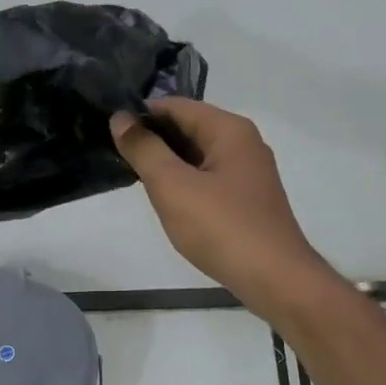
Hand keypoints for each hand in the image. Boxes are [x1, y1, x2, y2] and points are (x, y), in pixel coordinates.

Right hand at [110, 99, 336, 320]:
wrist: (274, 278)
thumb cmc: (221, 227)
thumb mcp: (172, 186)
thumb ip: (144, 149)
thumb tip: (120, 118)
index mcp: (229, 130)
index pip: (176, 106)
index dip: (141, 116)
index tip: (111, 134)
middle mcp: (244, 144)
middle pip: (189, 128)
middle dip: (154, 141)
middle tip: (118, 160)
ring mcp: (249, 173)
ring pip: (198, 157)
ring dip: (168, 165)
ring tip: (136, 181)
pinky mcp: (247, 200)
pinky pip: (209, 180)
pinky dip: (185, 185)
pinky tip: (168, 204)